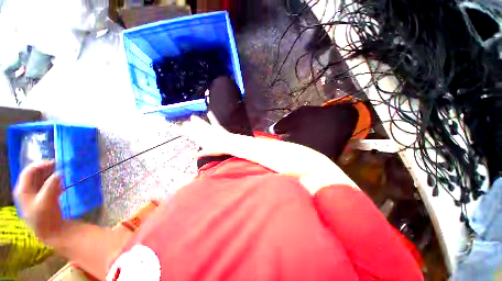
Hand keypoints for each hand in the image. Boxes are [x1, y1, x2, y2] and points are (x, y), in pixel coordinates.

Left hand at [13, 160, 63, 242]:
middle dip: (47, 168)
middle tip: (60, 166)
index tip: (55, 162)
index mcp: (22, 190)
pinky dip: (53, 180)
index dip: (41, 165)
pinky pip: (45, 184)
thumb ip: (51, 186)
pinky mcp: (41, 197)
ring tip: (62, 172)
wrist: (51, 232)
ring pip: (40, 179)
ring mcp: (33, 194)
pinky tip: (61, 182)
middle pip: (34, 174)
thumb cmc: (45, 217)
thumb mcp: (47, 201)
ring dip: (50, 174)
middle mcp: (26, 190)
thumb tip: (59, 173)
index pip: (29, 171)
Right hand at [182, 113, 235, 156]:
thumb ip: (201, 153)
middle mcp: (204, 133)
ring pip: (202, 123)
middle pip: (195, 128)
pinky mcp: (217, 127)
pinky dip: (211, 116)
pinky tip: (209, 112)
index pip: (190, 134)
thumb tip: (195, 156)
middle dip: (189, 125)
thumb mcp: (208, 152)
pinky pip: (213, 121)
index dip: (184, 131)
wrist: (228, 143)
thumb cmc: (218, 149)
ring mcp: (211, 129)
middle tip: (184, 123)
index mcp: (201, 139)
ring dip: (197, 120)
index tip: (179, 128)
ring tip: (192, 117)